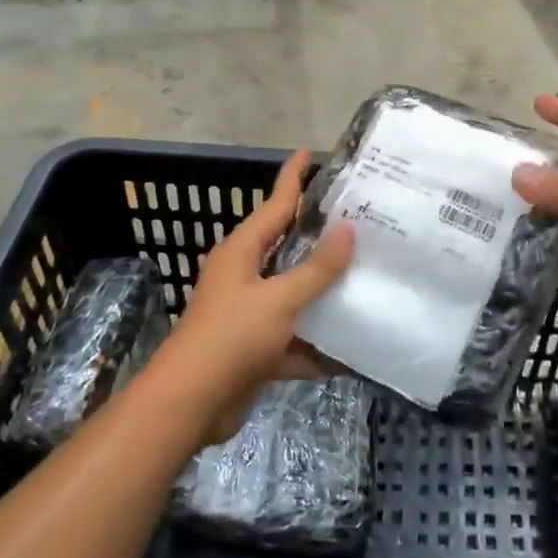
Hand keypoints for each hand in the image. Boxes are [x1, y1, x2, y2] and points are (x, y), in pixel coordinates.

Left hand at [151, 150, 353, 444]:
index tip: (310, 152)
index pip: (275, 203)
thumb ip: (317, 267)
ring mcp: (249, 313)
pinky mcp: (256, 349)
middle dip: (320, 236)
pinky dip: (318, 344)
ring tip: (367, 277)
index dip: (293, 177)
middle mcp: (244, 276)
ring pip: (295, 294)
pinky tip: (352, 349)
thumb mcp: (280, 299)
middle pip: (288, 247)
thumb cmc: (231, 338)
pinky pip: (295, 338)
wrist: (190, 405)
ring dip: (324, 292)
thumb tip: (348, 228)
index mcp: (242, 252)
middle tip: (361, 218)